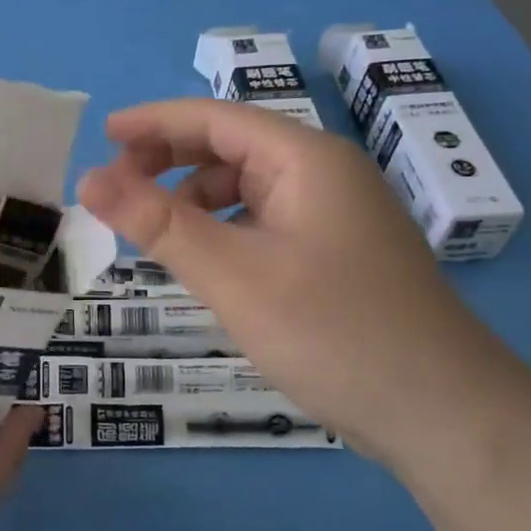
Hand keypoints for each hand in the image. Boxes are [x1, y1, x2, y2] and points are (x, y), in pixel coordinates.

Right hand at [75, 100, 530, 468]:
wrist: (441, 412)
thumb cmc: (332, 330)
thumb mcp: (232, 274)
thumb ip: (158, 223)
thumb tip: (89, 179)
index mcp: (306, 160)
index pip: (216, 119)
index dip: (154, 123)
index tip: (102, 136)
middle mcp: (325, 176)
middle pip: (233, 149)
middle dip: (171, 161)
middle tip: (117, 189)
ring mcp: (338, 218)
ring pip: (249, 191)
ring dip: (197, 201)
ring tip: (155, 235)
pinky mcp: (339, 257)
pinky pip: (267, 225)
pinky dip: (226, 233)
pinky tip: (208, 265)